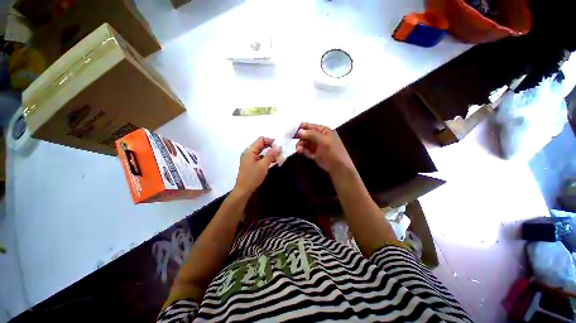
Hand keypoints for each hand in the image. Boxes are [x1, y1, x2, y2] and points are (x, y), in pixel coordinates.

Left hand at [234, 137, 279, 195]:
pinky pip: (260, 158)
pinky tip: (273, 162)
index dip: (270, 141)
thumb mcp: (263, 165)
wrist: (243, 190)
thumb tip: (278, 147)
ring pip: (261, 152)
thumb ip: (271, 155)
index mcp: (250, 151)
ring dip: (270, 153)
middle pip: (261, 145)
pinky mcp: (251, 164)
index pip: (261, 139)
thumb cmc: (253, 177)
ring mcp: (249, 159)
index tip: (279, 147)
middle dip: (271, 147)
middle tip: (280, 152)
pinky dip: (266, 158)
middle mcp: (249, 152)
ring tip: (278, 158)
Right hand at [294, 123, 354, 173]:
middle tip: (292, 139)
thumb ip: (311, 135)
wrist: (338, 167)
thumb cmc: (333, 151)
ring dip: (300, 144)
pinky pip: (306, 150)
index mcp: (323, 130)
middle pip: (306, 134)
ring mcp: (316, 146)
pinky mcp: (314, 154)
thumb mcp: (323, 141)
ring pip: (305, 143)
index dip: (301, 127)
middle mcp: (319, 137)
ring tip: (298, 149)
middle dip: (299, 137)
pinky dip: (302, 150)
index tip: (292, 131)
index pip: (310, 126)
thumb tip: (299, 131)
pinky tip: (299, 151)